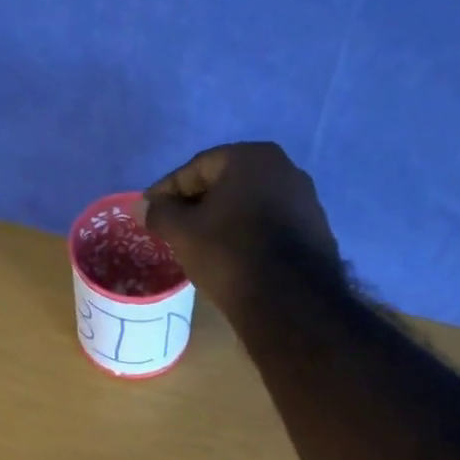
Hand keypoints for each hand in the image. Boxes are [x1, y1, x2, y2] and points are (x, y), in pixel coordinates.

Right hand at [143, 142, 341, 318]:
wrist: (291, 301)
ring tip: (203, 246)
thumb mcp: (184, 234)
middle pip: (227, 184)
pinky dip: (249, 236)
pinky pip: (271, 227)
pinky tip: (236, 258)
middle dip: (198, 204)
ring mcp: (306, 200)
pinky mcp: (317, 232)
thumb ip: (160, 214)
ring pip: (251, 206)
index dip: (168, 190)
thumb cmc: (230, 256)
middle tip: (174, 228)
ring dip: (225, 221)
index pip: (197, 168)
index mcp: (251, 157)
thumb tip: (143, 206)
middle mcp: (285, 168)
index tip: (150, 210)